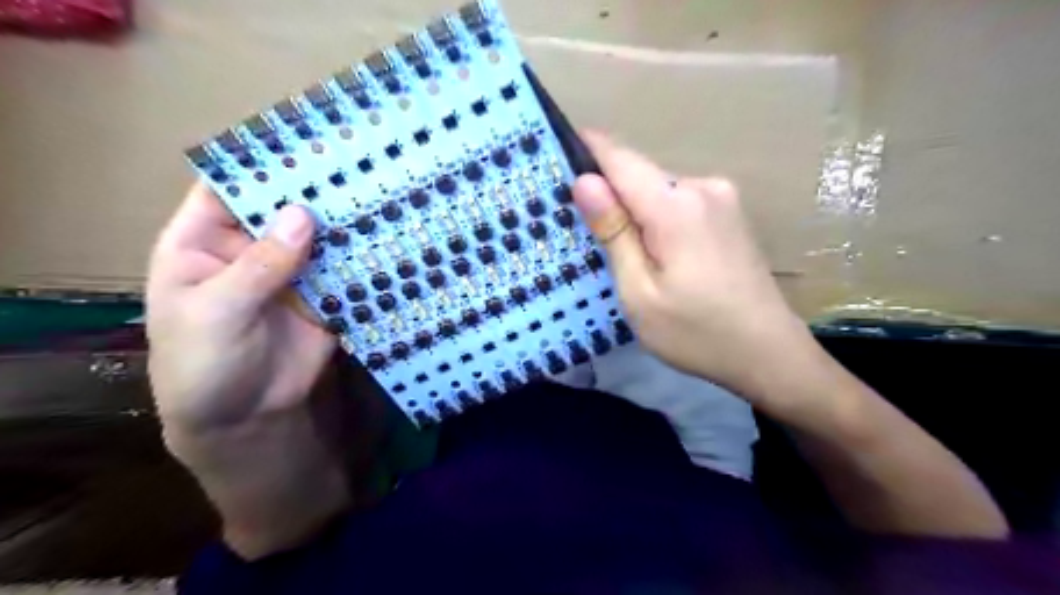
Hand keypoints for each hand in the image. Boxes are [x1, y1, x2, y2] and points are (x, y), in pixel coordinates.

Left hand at [144, 186, 351, 557]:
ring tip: (381, 194)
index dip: (261, 163)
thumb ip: (259, 266)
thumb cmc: (203, 364)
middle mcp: (253, 248)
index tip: (304, 142)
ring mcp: (293, 271)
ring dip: (345, 221)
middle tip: (358, 163)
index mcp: (206, 242)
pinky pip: (345, 269)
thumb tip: (303, 214)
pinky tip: (387, 238)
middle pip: (284, 207)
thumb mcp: (216, 312)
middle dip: (315, 189)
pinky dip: (363, 257)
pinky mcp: (325, 295)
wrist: (245, 417)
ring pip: (320, 236)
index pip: (230, 187)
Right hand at [571, 130, 813, 404]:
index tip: (556, 153)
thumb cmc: (696, 332)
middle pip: (639, 175)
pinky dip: (657, 218)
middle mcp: (703, 187)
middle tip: (579, 227)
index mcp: (676, 205)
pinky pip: (679, 202)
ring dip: (633, 209)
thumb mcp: (640, 292)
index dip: (586, 149)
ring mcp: (723, 198)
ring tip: (615, 247)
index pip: (619, 157)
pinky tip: (653, 252)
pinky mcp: (730, 214)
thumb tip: (584, 181)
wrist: (770, 354)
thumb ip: (613, 232)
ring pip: (658, 190)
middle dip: (608, 192)